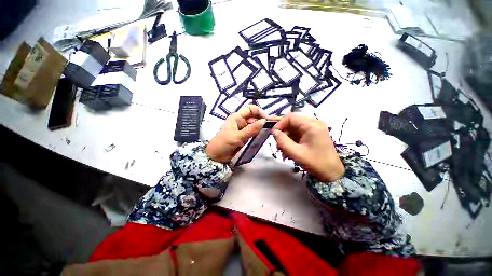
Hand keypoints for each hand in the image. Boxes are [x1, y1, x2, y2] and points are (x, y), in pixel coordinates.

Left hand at [206, 105, 269, 163]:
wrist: (216, 157)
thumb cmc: (223, 144)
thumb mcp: (237, 136)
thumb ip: (250, 130)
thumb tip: (264, 121)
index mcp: (237, 117)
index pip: (250, 109)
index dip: (259, 112)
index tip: (267, 119)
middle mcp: (241, 121)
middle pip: (254, 117)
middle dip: (263, 120)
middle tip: (274, 126)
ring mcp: (243, 129)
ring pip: (255, 125)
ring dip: (262, 126)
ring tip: (272, 130)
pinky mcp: (245, 136)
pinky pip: (254, 132)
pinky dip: (259, 133)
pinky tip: (265, 134)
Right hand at [271, 113, 344, 181]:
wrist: (331, 173)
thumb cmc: (315, 163)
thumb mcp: (295, 153)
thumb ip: (282, 141)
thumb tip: (273, 131)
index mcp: (312, 125)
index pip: (291, 117)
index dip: (280, 124)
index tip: (273, 134)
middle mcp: (314, 123)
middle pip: (292, 122)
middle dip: (283, 133)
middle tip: (277, 144)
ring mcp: (314, 128)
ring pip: (294, 128)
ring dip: (286, 138)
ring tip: (282, 149)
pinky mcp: (313, 134)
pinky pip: (298, 133)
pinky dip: (291, 140)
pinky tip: (288, 150)